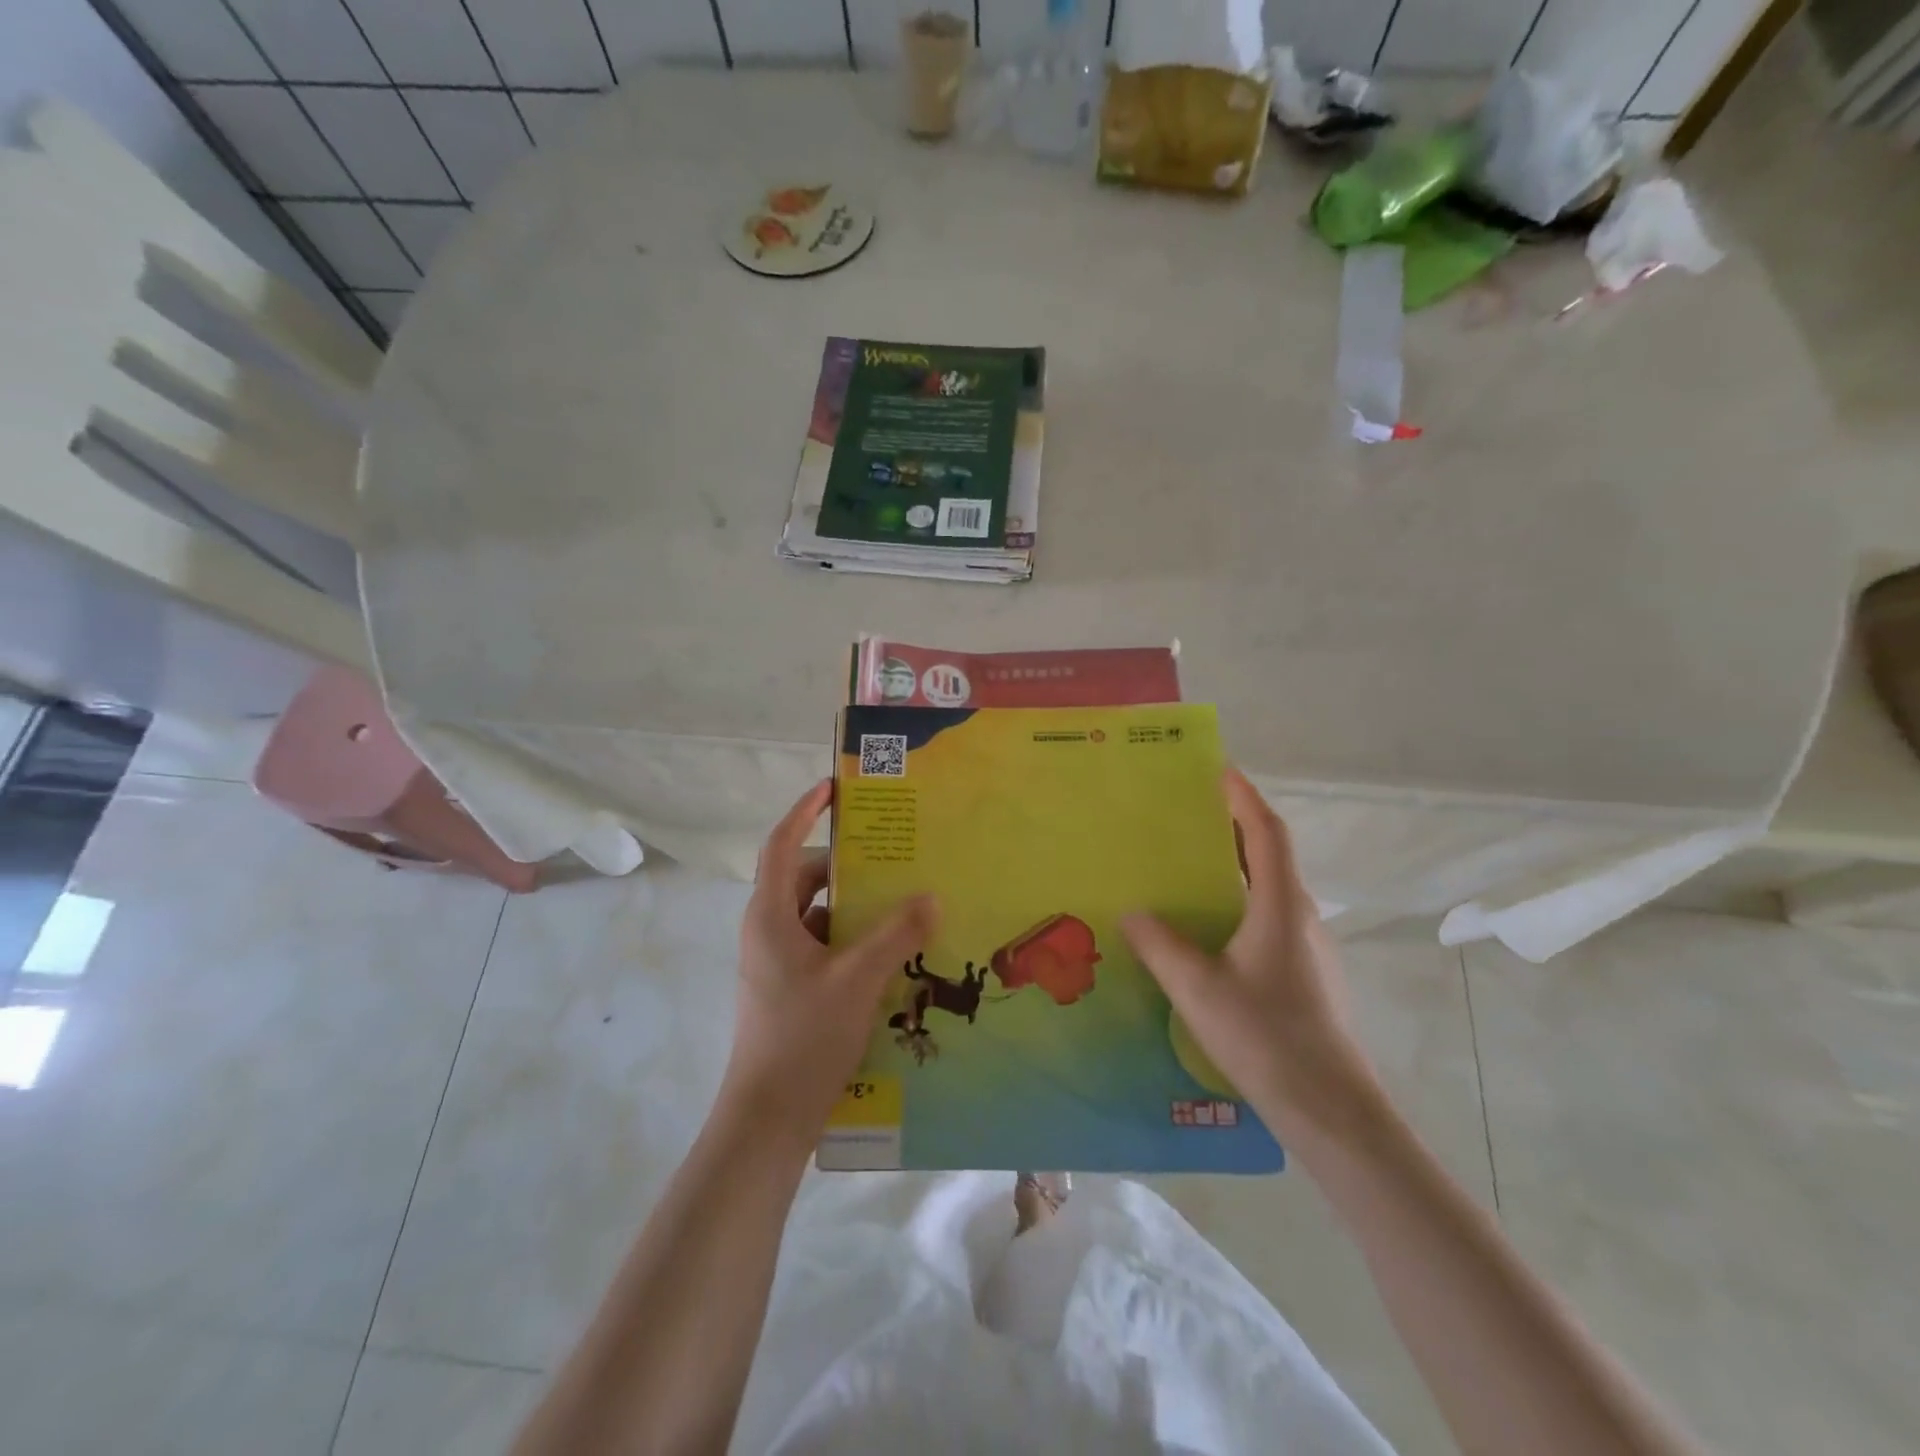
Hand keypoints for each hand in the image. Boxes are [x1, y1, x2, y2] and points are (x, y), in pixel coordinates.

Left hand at [722, 780, 937, 1145]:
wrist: (769, 1120)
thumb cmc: (804, 1038)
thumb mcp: (858, 979)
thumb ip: (897, 933)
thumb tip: (931, 896)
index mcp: (770, 916)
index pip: (781, 844)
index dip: (805, 811)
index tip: (835, 788)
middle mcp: (768, 931)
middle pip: (805, 879)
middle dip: (847, 866)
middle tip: (893, 854)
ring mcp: (777, 963)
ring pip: (818, 916)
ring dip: (855, 907)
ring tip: (903, 902)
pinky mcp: (791, 989)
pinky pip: (824, 946)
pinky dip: (853, 940)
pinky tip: (892, 952)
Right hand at [1121, 769, 1376, 1141]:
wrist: (1332, 1110)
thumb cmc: (1266, 1037)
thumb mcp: (1198, 988)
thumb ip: (1160, 945)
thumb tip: (1132, 912)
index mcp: (1281, 905)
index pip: (1266, 831)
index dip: (1243, 796)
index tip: (1216, 769)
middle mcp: (1300, 915)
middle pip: (1270, 854)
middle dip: (1233, 825)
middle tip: (1187, 814)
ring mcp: (1307, 947)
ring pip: (1270, 888)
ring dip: (1236, 865)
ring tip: (1189, 865)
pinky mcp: (1305, 974)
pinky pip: (1268, 917)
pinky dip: (1239, 901)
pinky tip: (1208, 928)